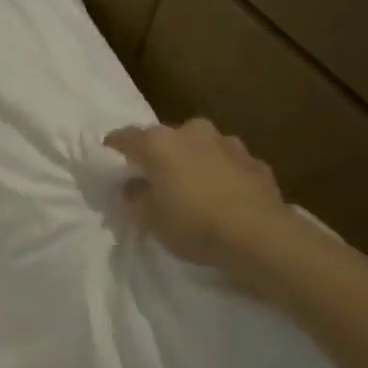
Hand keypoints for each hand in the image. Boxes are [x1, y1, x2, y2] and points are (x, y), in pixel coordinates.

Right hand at [104, 119, 304, 290]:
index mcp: (160, 143)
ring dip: (194, 161)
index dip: (115, 145)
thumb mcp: (149, 219)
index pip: (127, 137)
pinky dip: (221, 174)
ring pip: (202, 147)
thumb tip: (133, 185)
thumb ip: (135, 197)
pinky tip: (222, 195)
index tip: (109, 152)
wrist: (258, 234)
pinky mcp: (256, 162)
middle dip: (160, 153)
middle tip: (155, 175)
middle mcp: (193, 133)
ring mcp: (229, 144)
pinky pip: (228, 164)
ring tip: (192, 185)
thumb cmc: (192, 223)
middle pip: (168, 138)